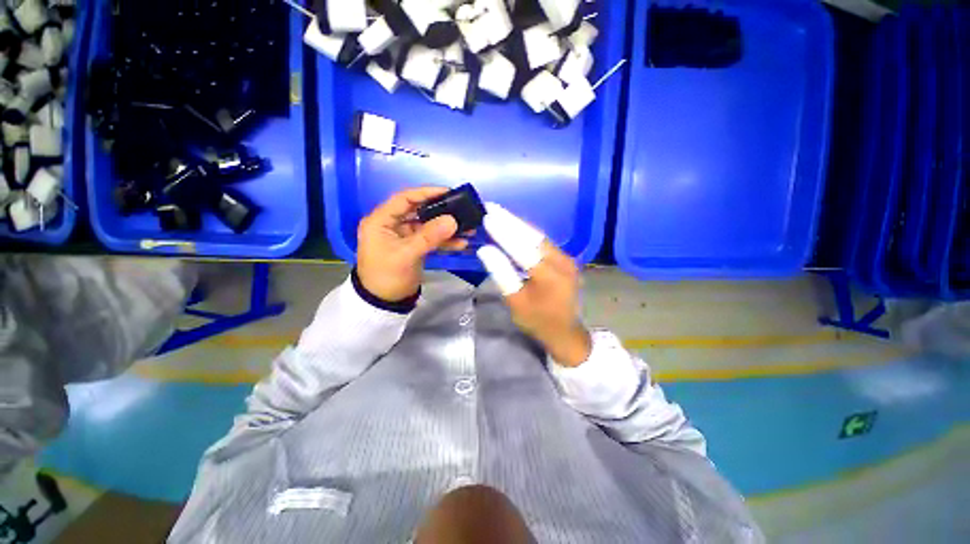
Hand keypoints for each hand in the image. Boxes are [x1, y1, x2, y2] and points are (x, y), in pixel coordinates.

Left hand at [358, 187, 466, 301]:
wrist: (383, 303)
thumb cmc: (387, 276)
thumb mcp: (406, 255)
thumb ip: (429, 237)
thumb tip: (452, 220)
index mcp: (381, 221)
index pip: (405, 199)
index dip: (426, 193)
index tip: (448, 192)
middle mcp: (392, 225)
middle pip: (419, 211)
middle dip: (441, 212)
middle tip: (462, 210)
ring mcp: (404, 237)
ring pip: (428, 226)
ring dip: (446, 228)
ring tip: (468, 229)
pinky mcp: (413, 248)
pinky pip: (430, 240)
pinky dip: (444, 241)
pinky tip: (460, 243)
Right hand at [478, 206, 591, 366]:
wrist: (566, 332)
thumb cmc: (538, 321)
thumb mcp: (516, 302)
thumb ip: (502, 274)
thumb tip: (486, 250)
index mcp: (549, 276)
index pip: (523, 249)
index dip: (504, 233)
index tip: (487, 217)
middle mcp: (562, 262)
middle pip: (533, 236)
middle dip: (511, 220)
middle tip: (492, 207)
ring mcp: (566, 259)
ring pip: (539, 236)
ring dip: (519, 224)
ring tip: (500, 212)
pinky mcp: (565, 259)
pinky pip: (544, 242)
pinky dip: (527, 233)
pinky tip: (516, 226)